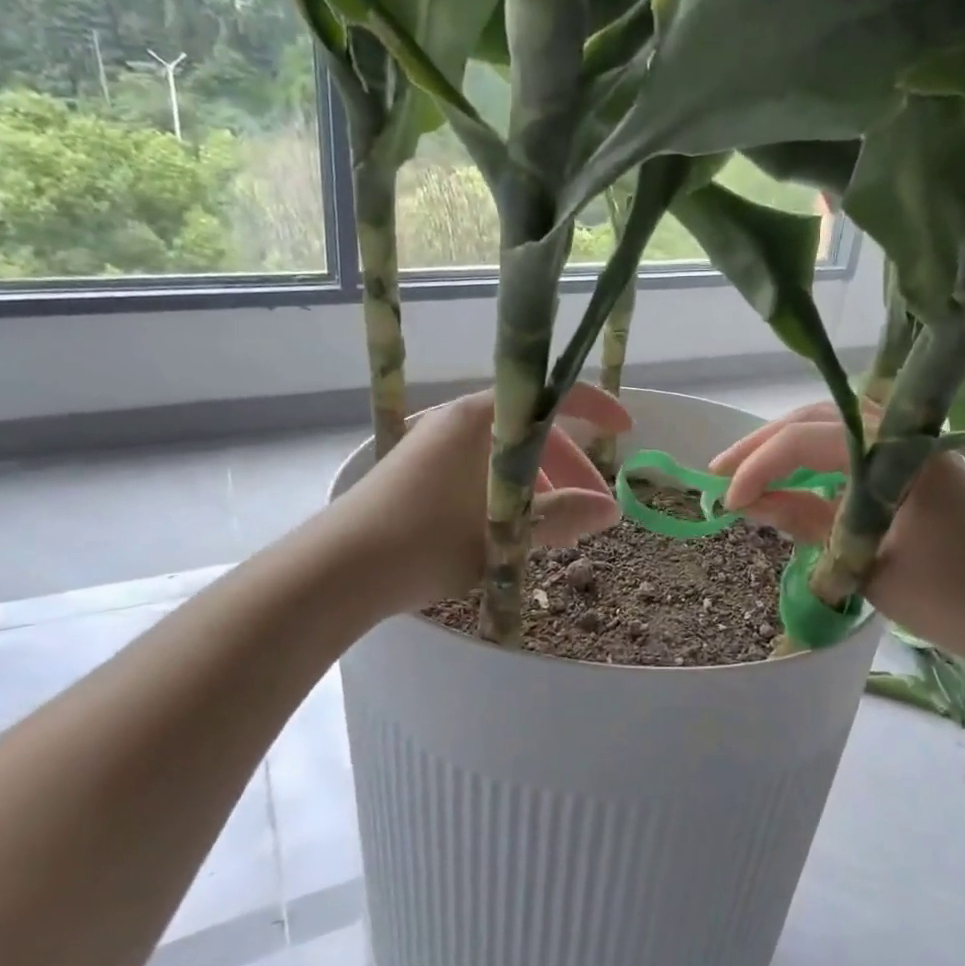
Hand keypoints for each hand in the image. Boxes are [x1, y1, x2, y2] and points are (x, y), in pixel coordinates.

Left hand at [330, 385, 633, 613]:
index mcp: (482, 417)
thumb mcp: (504, 532)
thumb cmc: (428, 540)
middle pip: (530, 430)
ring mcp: (434, 444)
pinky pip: (478, 469)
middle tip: (590, 509)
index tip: (625, 432)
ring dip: (538, 484)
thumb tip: (610, 510)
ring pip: (504, 454)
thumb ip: (562, 517)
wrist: (339, 568)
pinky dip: (506, 491)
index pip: (551, 397)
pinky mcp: (417, 471)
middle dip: (569, 467)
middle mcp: (458, 419)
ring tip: (554, 529)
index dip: (595, 409)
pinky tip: (509, 528)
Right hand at [709, 402, 964, 667]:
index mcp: (899, 452)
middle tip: (719, 472)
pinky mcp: (918, 468)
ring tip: (745, 471)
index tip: (727, 502)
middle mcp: (906, 436)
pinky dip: (817, 458)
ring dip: (787, 446)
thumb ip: (805, 521)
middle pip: (819, 420)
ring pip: (835, 429)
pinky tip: (793, 478)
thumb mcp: (865, 561)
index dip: (760, 465)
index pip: (809, 439)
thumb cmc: (952, 597)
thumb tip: (748, 502)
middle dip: (763, 444)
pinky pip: (855, 448)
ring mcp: (915, 449)